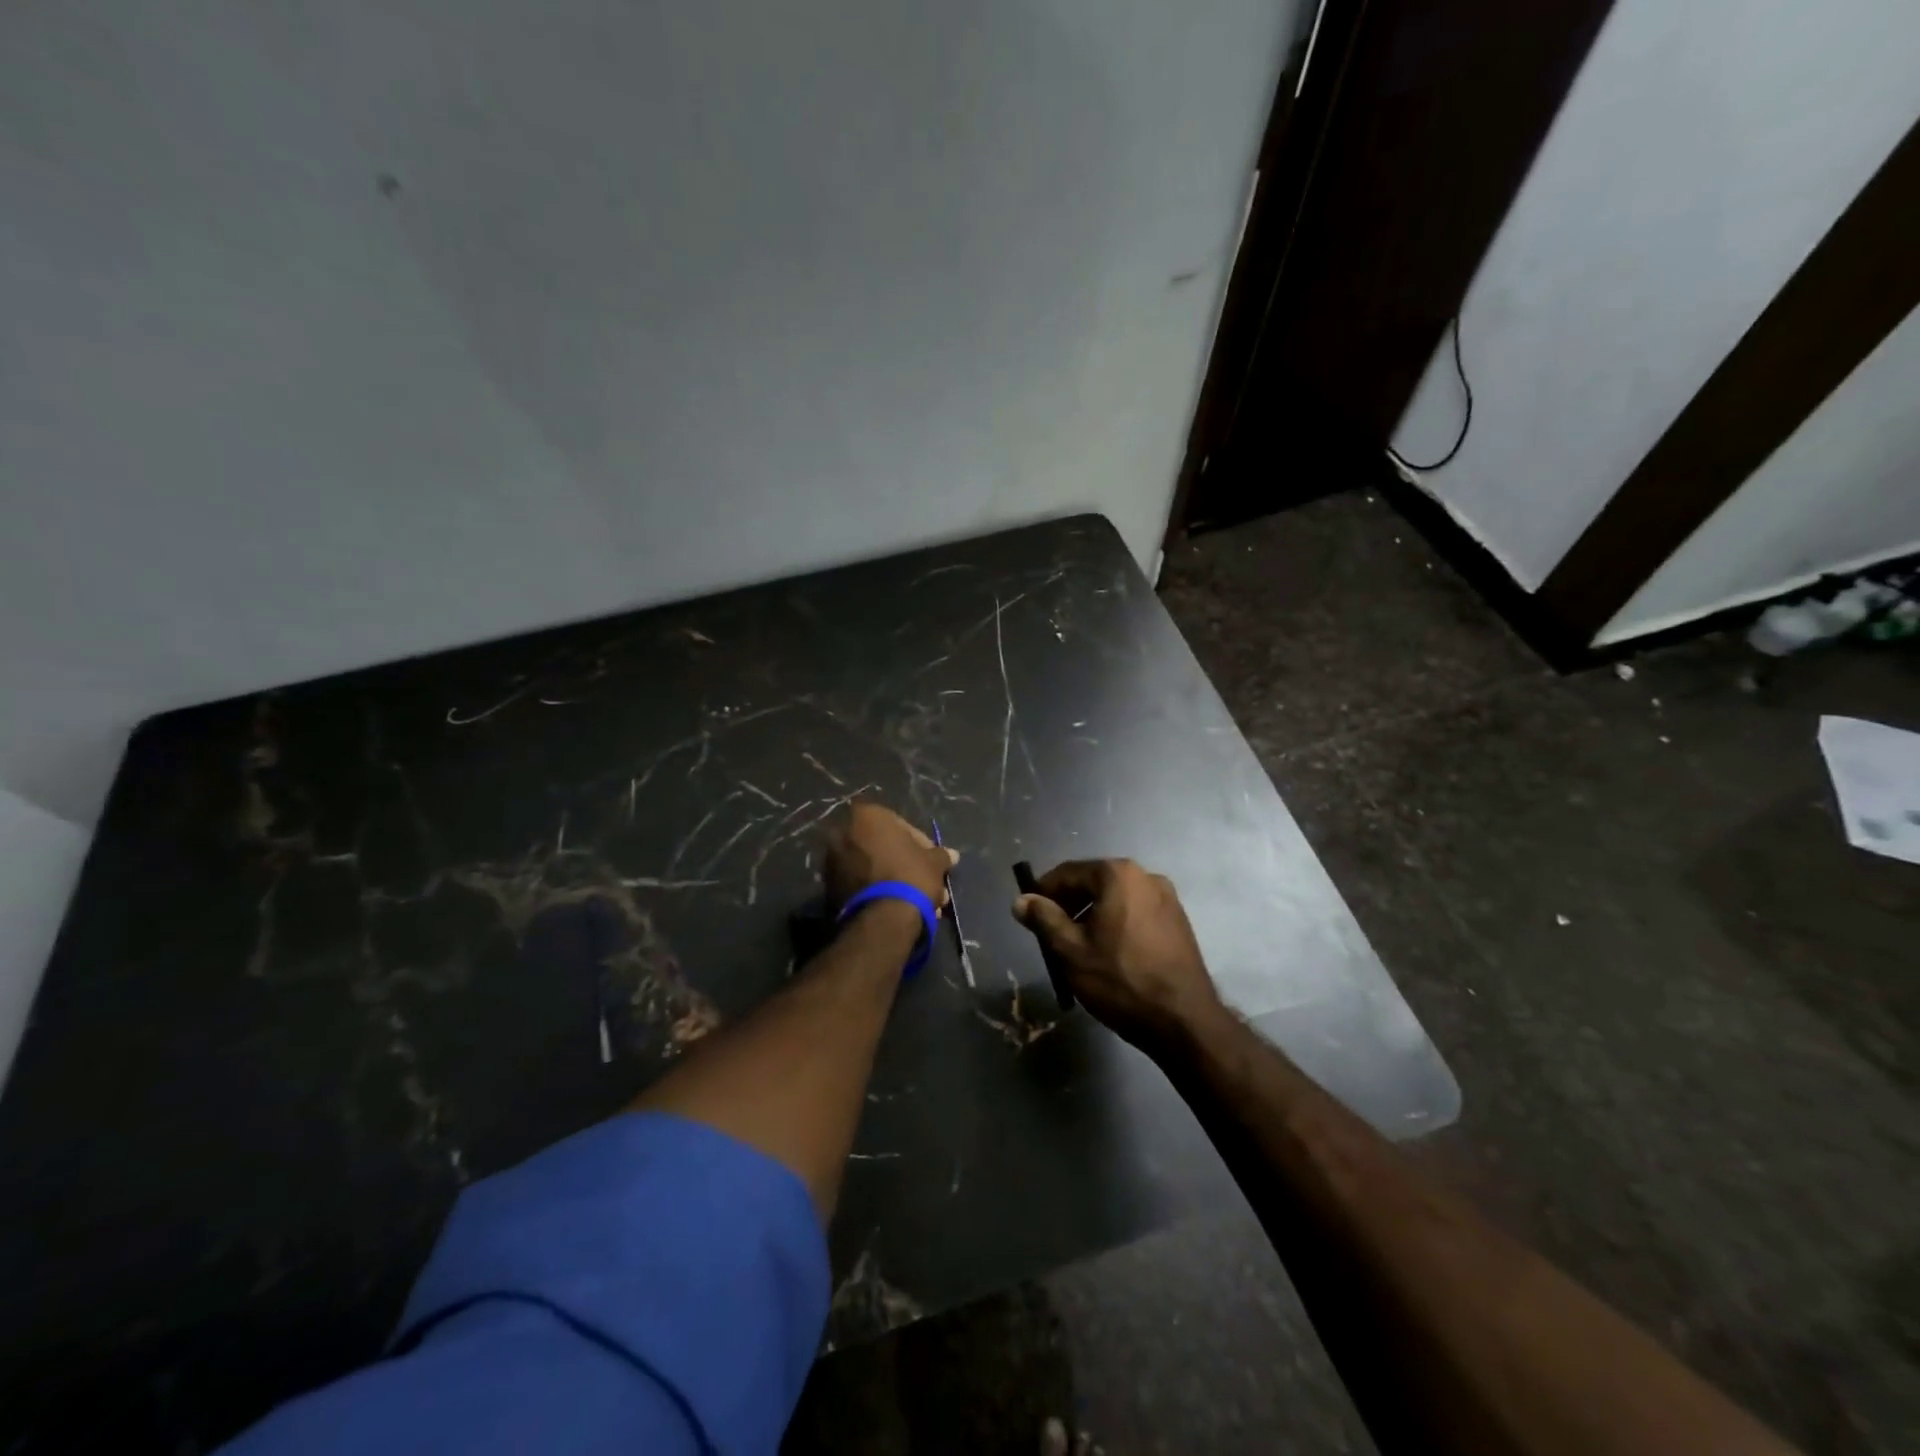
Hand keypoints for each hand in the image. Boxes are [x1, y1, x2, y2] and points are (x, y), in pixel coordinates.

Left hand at [821, 801, 956, 910]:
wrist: (882, 918)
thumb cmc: (911, 876)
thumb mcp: (934, 863)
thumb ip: (941, 855)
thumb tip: (952, 855)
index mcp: (867, 816)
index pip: (901, 826)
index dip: (921, 845)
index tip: (932, 862)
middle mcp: (843, 832)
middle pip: (884, 848)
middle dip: (907, 866)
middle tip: (926, 883)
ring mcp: (833, 860)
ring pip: (874, 868)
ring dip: (896, 881)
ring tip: (919, 903)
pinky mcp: (829, 887)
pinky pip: (861, 883)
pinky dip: (879, 892)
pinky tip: (899, 908)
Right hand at [1012, 859, 1222, 1048]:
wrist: (1184, 1021)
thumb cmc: (1121, 980)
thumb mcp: (1070, 951)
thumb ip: (1043, 919)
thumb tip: (1021, 901)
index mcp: (1117, 874)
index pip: (1067, 872)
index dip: (1043, 892)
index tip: (1029, 916)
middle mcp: (1145, 875)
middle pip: (1093, 882)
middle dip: (1069, 904)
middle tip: (1051, 935)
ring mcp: (1167, 897)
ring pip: (1115, 898)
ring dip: (1093, 915)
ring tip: (1079, 948)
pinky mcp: (1179, 920)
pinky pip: (1136, 912)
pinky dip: (1117, 923)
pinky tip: (1110, 953)